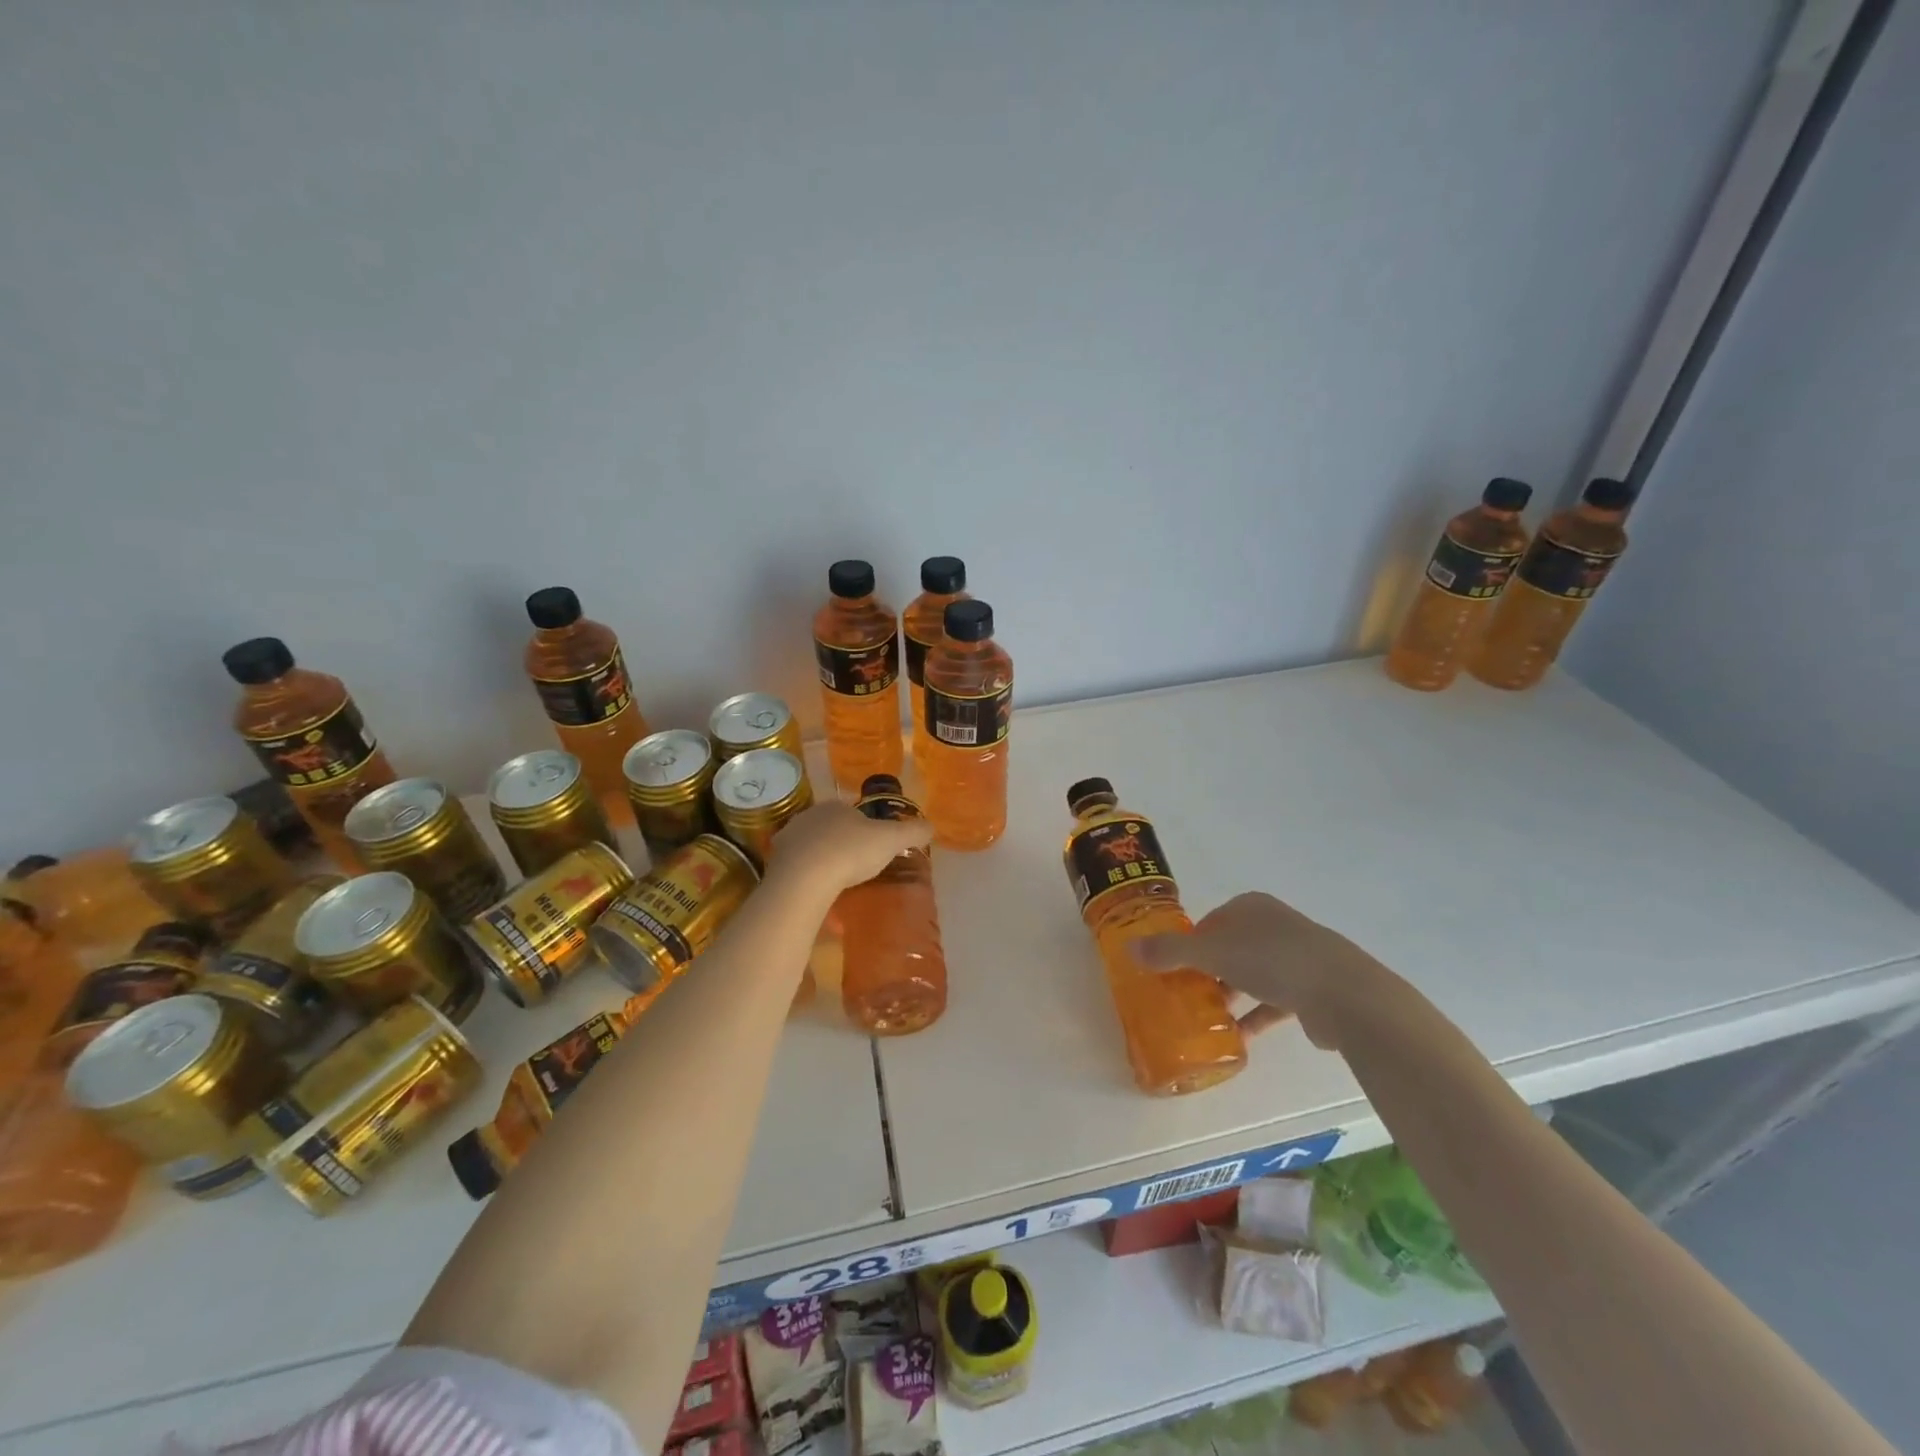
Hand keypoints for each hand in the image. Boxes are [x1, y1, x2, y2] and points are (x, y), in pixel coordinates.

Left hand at [766, 801, 931, 895]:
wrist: (805, 879)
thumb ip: (913, 831)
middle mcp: (809, 816)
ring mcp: (788, 839)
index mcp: (835, 806)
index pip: (852, 812)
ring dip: (822, 860)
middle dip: (842, 843)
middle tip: (857, 867)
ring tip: (837, 883)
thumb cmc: (851, 852)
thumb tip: (931, 826)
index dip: (865, 829)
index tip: (874, 848)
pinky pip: (796, 868)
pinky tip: (816, 892)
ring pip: (811, 847)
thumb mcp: (891, 840)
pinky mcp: (774, 863)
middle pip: (830, 829)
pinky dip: (806, 877)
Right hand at [1133, 892, 1395, 1050]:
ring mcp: (1298, 956)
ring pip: (1253, 973)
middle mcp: (1274, 925)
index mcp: (1251, 907)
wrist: (1346, 995)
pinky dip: (1256, 1016)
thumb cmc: (1274, 960)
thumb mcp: (1213, 952)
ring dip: (1231, 994)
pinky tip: (1239, 1038)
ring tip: (1208, 1018)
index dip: (1189, 943)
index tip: (1172, 968)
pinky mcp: (1313, 988)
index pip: (1210, 921)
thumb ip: (1170, 952)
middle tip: (1186, 994)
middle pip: (1230, 946)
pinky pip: (1274, 1000)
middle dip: (1209, 970)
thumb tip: (1129, 948)